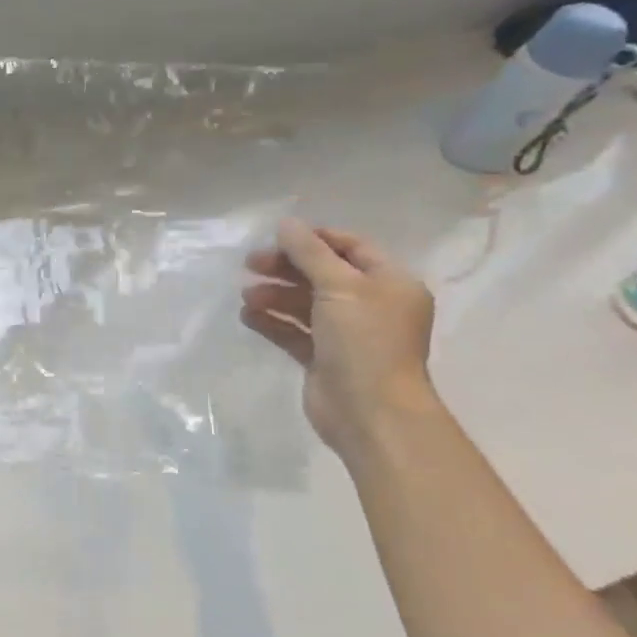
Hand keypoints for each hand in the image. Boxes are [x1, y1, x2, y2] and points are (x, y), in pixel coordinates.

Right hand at [240, 218, 437, 459]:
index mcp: (390, 283)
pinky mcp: (324, 358)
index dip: (314, 238)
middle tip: (250, 264)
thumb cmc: (364, 341)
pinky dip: (272, 321)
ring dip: (275, 295)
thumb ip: (309, 253)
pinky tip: (247, 316)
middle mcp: (371, 305)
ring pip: (305, 303)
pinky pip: (294, 331)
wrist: (370, 412)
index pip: (351, 247)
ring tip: (246, 296)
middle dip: (287, 267)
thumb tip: (286, 224)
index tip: (276, 237)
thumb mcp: (339, 286)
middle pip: (323, 274)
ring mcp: (347, 334)